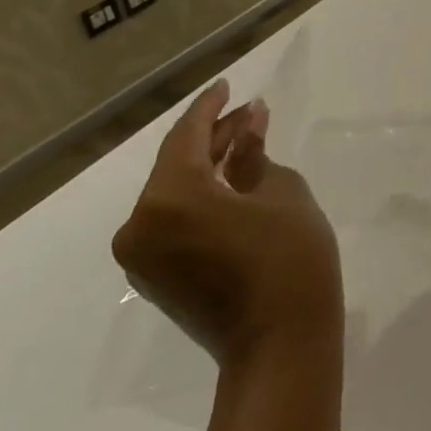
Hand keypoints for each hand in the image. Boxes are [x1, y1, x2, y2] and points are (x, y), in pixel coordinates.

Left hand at [113, 80, 342, 369]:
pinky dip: (202, 199)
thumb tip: (247, 130)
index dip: (211, 108)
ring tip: (247, 144)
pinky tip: (234, 184)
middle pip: (177, 166)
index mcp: (169, 199)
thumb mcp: (283, 194)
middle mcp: (141, 225)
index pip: (186, 137)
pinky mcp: (156, 277)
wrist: (281, 345)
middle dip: (215, 138)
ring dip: (209, 168)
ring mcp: (143, 256)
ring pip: (175, 195)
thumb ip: (256, 156)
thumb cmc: (290, 259)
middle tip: (252, 115)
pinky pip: (175, 221)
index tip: (229, 85)